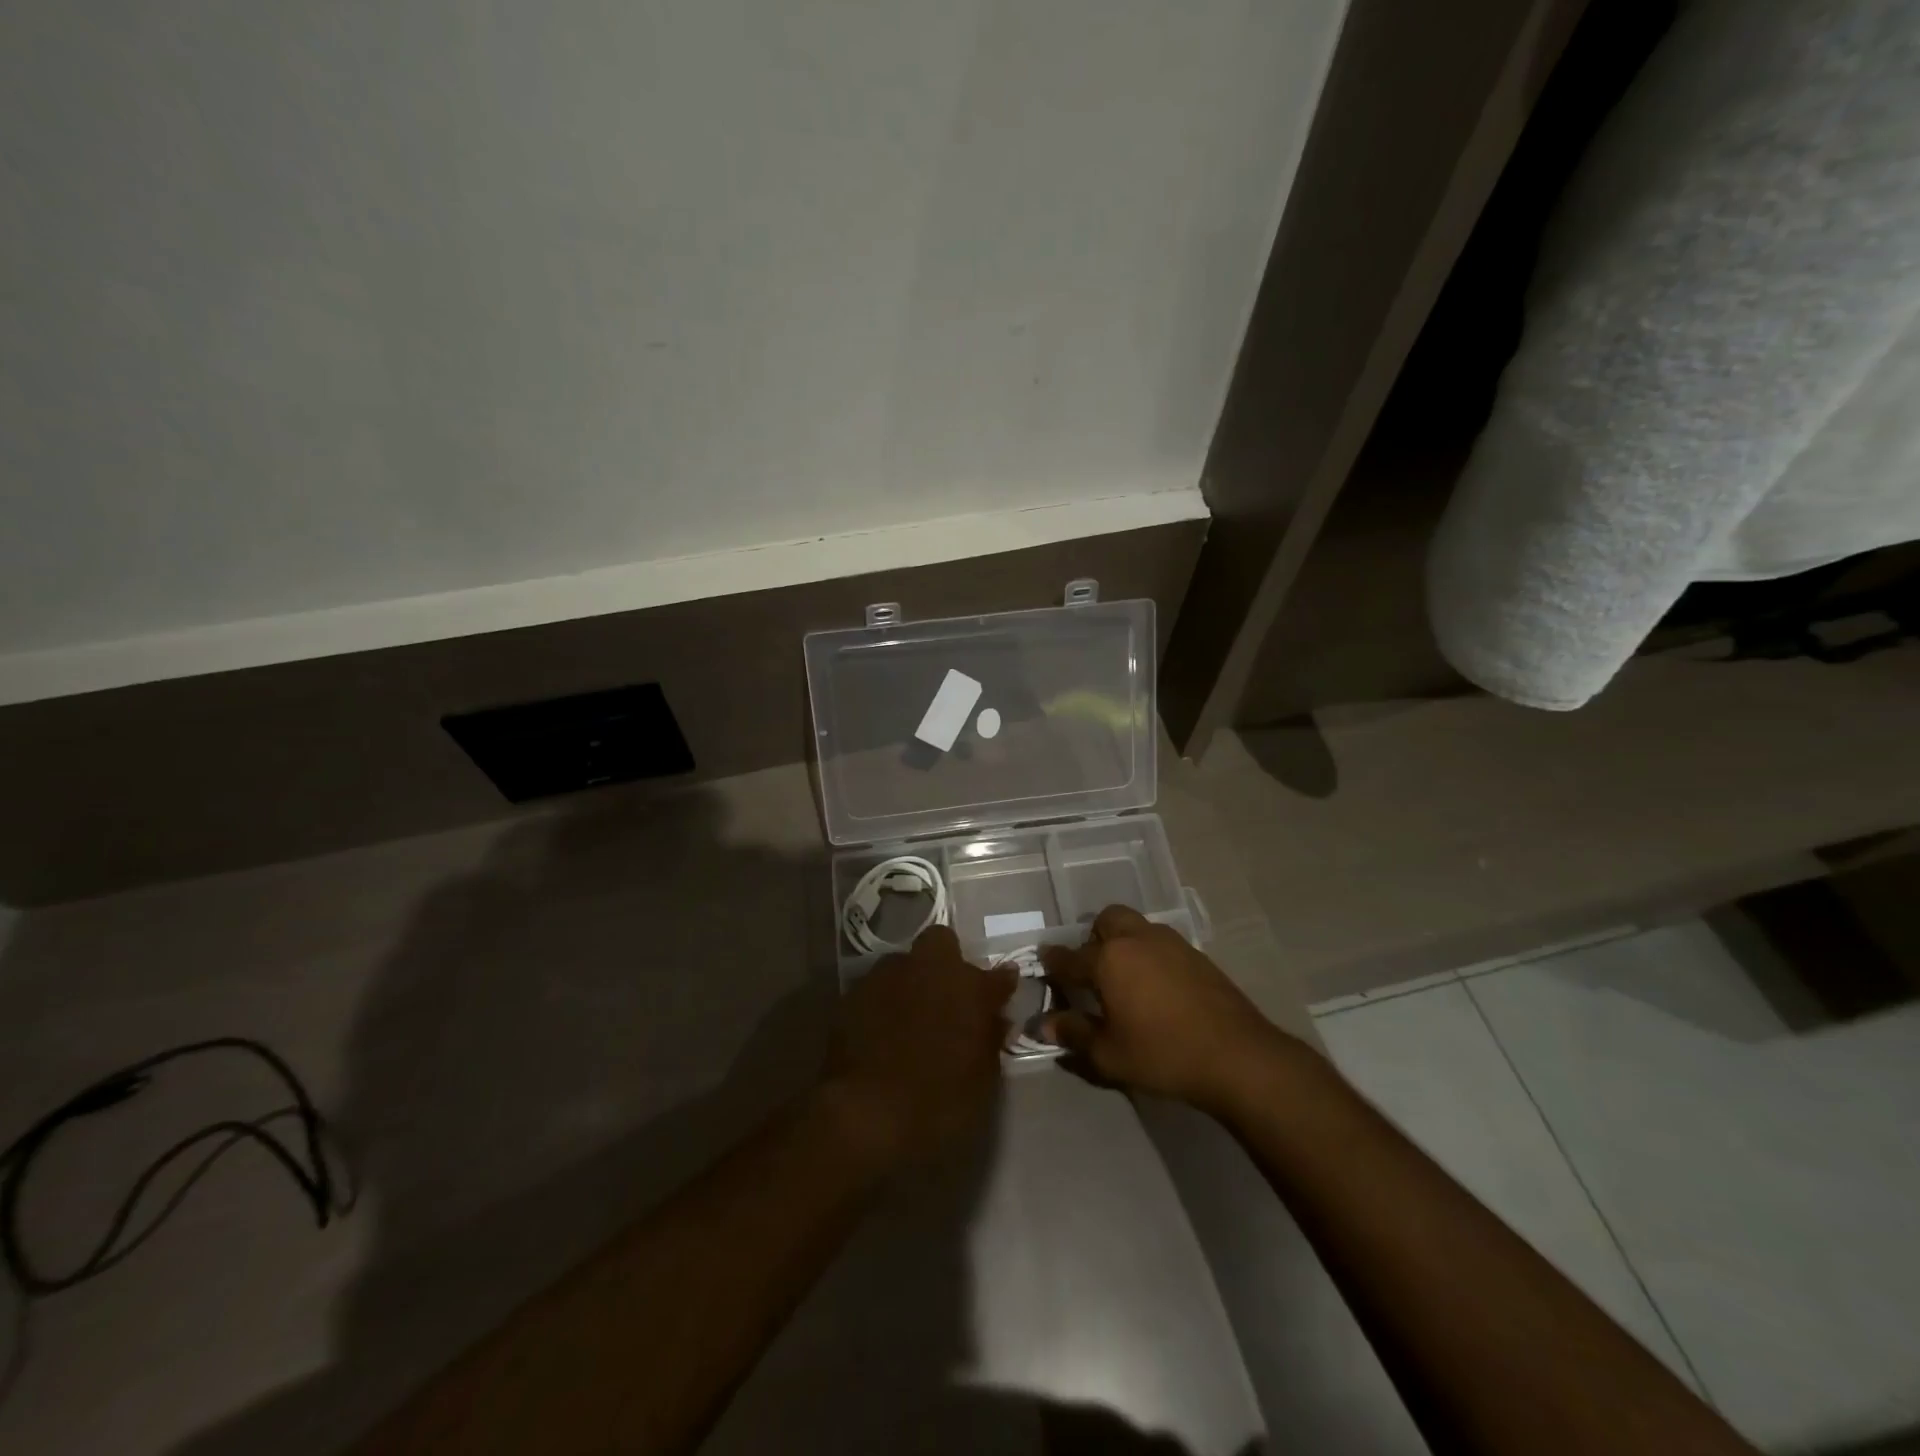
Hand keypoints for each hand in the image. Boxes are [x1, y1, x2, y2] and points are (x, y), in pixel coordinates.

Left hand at [822, 925, 1016, 1162]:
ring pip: (903, 964)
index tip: (1000, 995)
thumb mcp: (981, 1081)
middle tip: (946, 998)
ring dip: (910, 982)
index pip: (997, 976)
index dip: (999, 985)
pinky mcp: (852, 993)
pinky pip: (876, 989)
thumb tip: (994, 1018)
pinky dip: (881, 1004)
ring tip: (908, 1018)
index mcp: (968, 987)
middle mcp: (928, 968)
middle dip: (945, 963)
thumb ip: (989, 1039)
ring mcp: (886, 976)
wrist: (865, 1114)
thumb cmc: (938, 1103)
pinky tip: (879, 1033)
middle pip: (940, 943)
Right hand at [1042, 905, 1296, 1114]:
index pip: (1069, 957)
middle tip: (1093, 970)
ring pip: (1136, 926)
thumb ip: (1074, 1034)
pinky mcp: (1196, 954)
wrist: (1237, 1056)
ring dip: (1124, 942)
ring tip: (1125, 977)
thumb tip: (1045, 1024)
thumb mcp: (1109, 1054)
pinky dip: (1150, 954)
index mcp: (1108, 960)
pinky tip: (1157, 986)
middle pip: (1106, 921)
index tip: (1044, 966)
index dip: (1053, 963)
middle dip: (1093, 938)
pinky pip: (1161, 942)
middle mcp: (1136, 940)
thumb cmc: (1163, 1055)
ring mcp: (1170, 943)